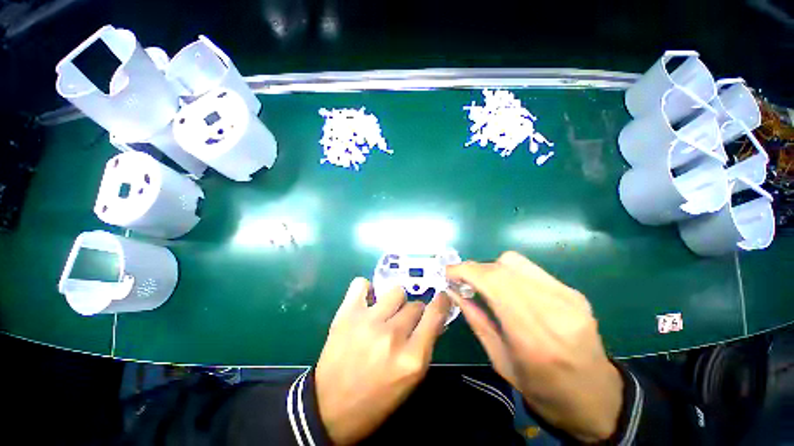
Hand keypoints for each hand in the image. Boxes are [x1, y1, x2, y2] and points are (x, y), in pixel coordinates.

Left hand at [315, 278, 450, 444]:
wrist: (330, 409)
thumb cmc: (376, 399)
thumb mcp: (410, 379)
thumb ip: (424, 346)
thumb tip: (433, 319)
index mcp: (412, 358)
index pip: (434, 315)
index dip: (440, 303)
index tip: (441, 297)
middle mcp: (392, 335)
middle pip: (414, 305)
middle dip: (412, 313)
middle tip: (402, 323)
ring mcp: (368, 321)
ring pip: (395, 292)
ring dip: (394, 302)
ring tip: (385, 313)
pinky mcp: (347, 314)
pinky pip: (361, 284)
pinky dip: (366, 289)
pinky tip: (366, 301)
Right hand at [447, 252, 622, 442]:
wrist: (598, 399)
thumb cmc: (544, 390)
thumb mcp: (501, 362)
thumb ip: (476, 321)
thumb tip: (454, 292)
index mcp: (532, 337)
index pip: (492, 283)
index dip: (465, 270)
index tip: (448, 272)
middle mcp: (552, 310)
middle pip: (501, 268)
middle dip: (475, 268)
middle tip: (463, 279)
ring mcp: (567, 298)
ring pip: (515, 262)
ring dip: (491, 268)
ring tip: (485, 284)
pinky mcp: (574, 293)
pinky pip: (530, 269)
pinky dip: (510, 273)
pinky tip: (509, 288)